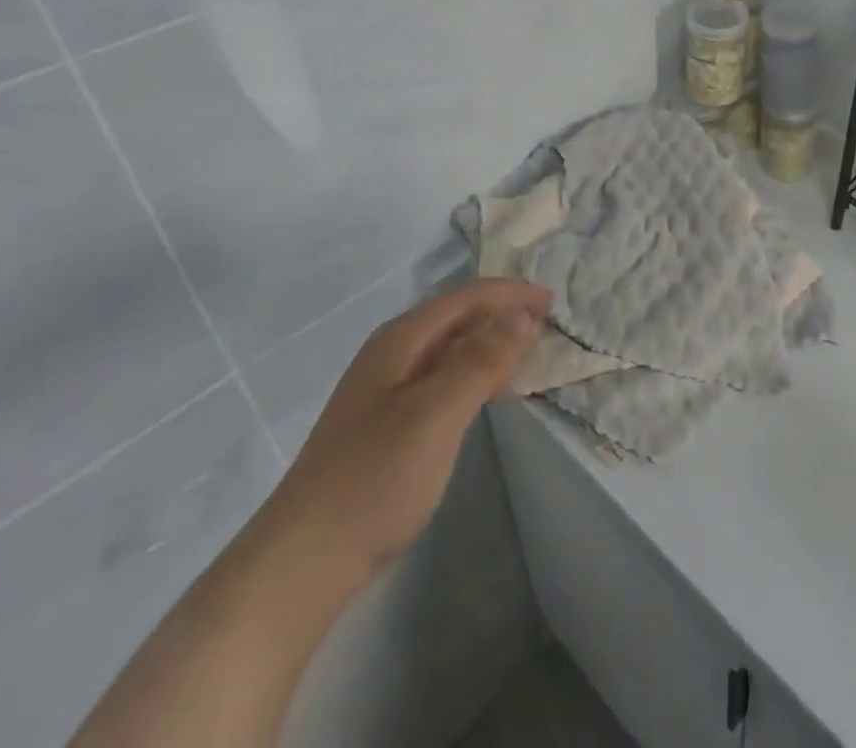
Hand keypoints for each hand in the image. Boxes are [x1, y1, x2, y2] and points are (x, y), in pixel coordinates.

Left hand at [255, 279, 551, 600]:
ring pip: (449, 348)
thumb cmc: (375, 479)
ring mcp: (385, 390)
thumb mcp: (436, 414)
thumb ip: (480, 360)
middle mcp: (391, 354)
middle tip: (547, 325)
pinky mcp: (386, 424)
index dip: (510, 294)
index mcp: (400, 340)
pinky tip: (487, 393)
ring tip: (526, 353)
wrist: (303, 562)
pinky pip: (441, 378)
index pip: (465, 298)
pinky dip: (473, 374)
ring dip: (489, 343)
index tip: (552, 302)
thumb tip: (520, 314)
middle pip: (456, 317)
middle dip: (501, 313)